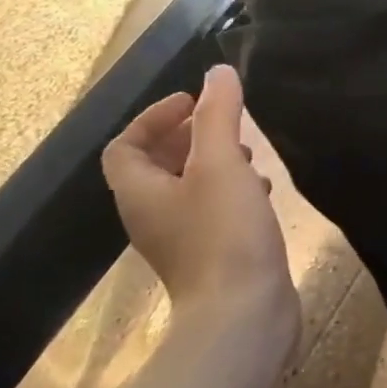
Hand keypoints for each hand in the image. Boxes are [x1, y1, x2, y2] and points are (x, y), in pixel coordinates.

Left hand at [102, 66, 296, 343]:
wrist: (243, 316)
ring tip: (249, 152)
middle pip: (156, 165)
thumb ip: (218, 113)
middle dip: (188, 135)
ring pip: (188, 187)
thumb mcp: (221, 162)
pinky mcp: (211, 256)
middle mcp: (152, 216)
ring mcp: (181, 240)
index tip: (195, 102)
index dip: (153, 116)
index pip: (124, 145)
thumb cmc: (224, 233)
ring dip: (213, 161)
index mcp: (140, 193)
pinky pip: (211, 209)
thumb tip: (217, 72)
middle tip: (225, 121)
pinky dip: (231, 189)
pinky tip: (262, 189)